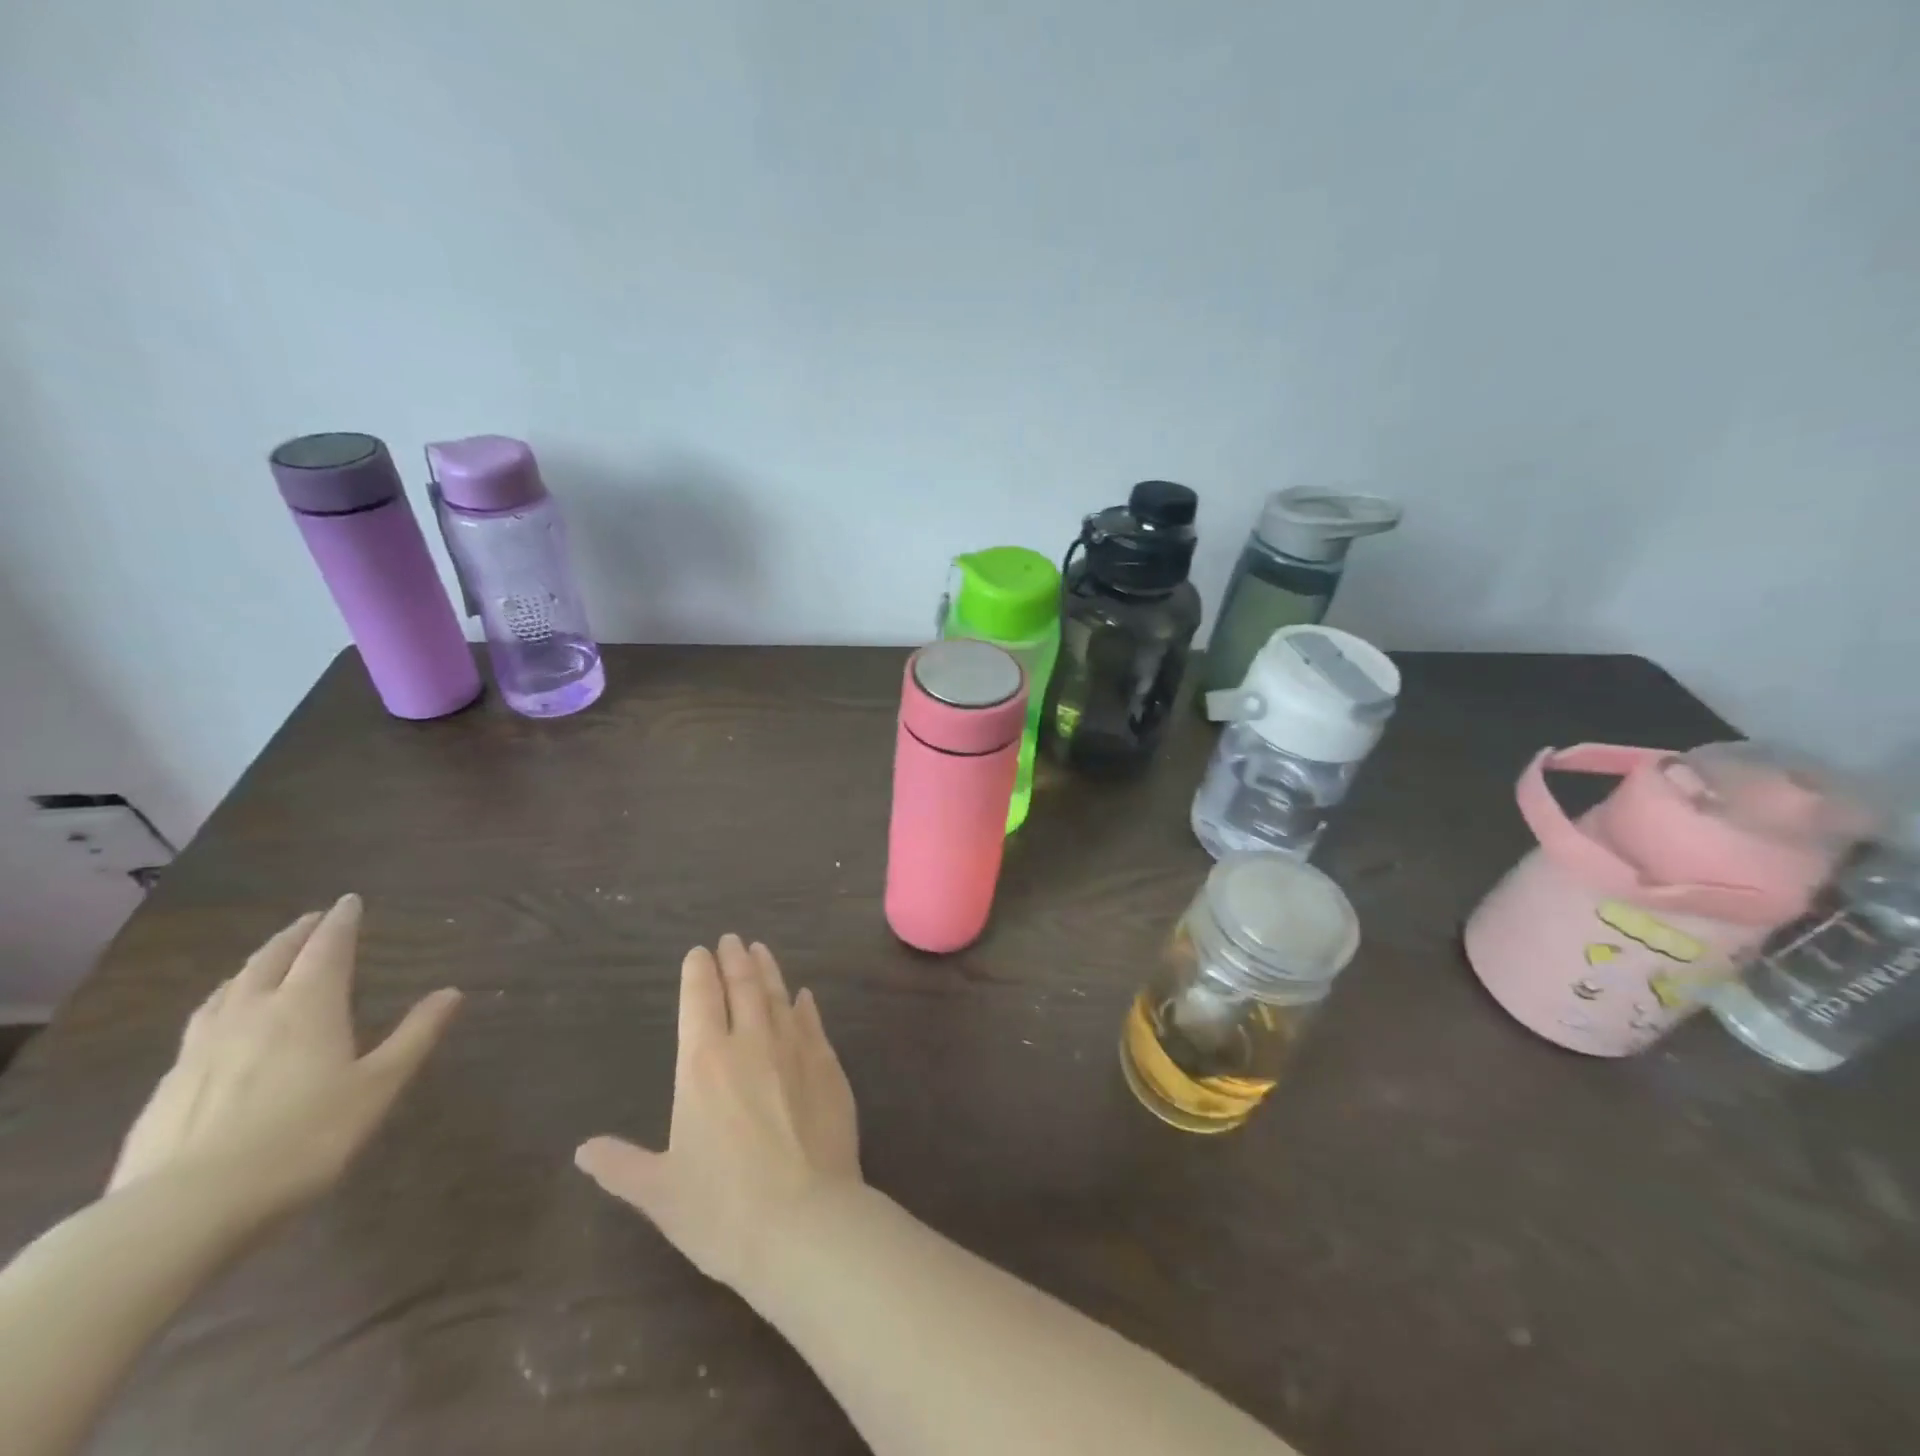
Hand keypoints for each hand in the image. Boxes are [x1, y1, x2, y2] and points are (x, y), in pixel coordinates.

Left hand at [109, 895, 461, 1217]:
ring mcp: (201, 1048)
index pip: (327, 948)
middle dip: (296, 935)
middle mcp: (252, 1013)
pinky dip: (221, 1003)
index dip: (341, 922)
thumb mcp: (377, 1087)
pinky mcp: (168, 1085)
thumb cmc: (303, 1139)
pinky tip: (219, 1023)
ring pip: (229, 988)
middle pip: (272, 959)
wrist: (183, 1212)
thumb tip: (452, 991)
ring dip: (254, 964)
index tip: (349, 900)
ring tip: (266, 960)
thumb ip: (415, 1036)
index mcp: (307, 1007)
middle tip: (312, 919)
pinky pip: (201, 1023)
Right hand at [575, 934, 859, 1290]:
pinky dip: (805, 1006)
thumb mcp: (659, 1192)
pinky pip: (813, 1024)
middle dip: (734, 959)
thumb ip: (621, 1165)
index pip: (699, 1000)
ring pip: (778, 996)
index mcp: (704, 1064)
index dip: (697, 972)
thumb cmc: (721, 1209)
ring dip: (768, 971)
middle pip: (742, 987)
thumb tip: (583, 1150)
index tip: (698, 952)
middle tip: (731, 939)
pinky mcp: (830, 1066)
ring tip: (761, 950)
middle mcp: (751, 1043)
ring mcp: (795, 1050)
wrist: (805, 1221)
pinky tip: (804, 996)